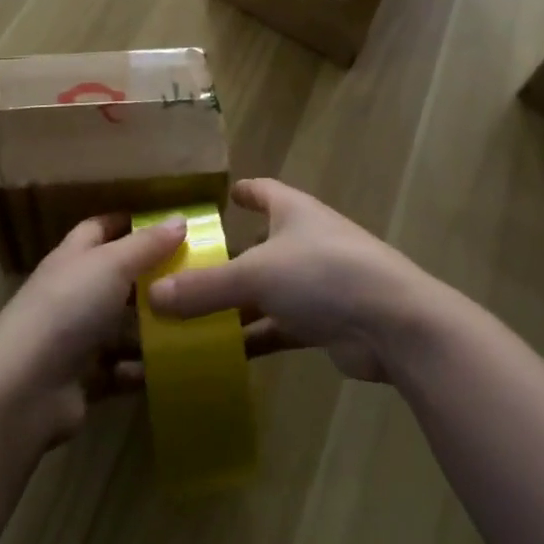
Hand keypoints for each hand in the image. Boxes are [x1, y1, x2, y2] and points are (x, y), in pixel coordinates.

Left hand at [0, 214, 185, 447]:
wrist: (23, 390)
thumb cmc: (68, 309)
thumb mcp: (112, 265)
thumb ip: (147, 244)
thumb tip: (180, 217)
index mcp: (73, 258)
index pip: (100, 229)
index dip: (129, 224)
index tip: (168, 225)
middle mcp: (72, 294)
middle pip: (115, 279)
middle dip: (150, 279)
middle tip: (193, 277)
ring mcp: (75, 338)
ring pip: (120, 327)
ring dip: (150, 329)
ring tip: (190, 325)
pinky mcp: (82, 380)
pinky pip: (119, 370)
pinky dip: (138, 370)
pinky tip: (164, 369)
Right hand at [147, 179, 424, 382]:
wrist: (393, 323)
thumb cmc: (323, 274)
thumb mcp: (256, 274)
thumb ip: (204, 286)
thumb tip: (150, 296)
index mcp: (293, 212)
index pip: (262, 191)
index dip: (242, 192)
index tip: (219, 197)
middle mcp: (304, 241)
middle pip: (258, 244)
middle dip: (225, 257)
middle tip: (182, 270)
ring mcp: (316, 283)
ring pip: (265, 290)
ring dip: (235, 303)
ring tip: (190, 315)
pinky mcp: (323, 323)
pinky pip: (278, 326)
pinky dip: (253, 336)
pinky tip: (222, 352)